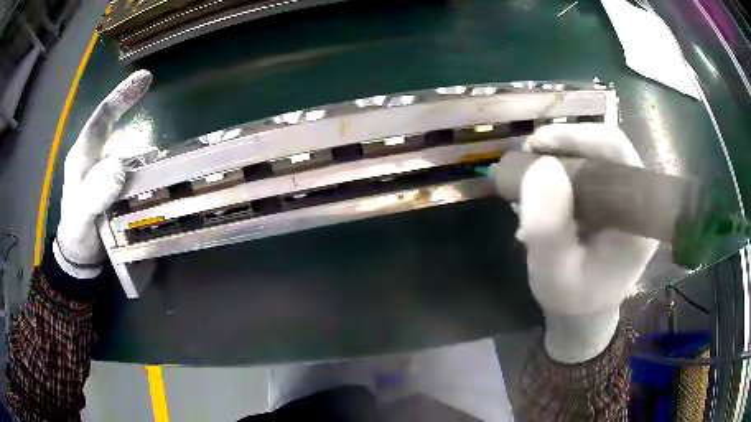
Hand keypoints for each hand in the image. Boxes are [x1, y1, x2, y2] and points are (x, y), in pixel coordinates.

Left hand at [54, 70, 151, 278]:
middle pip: (112, 125)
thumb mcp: (82, 220)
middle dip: (130, 107)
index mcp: (81, 158)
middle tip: (151, 97)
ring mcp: (103, 169)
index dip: (121, 97)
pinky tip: (156, 173)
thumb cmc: (77, 236)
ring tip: (164, 156)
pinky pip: (130, 165)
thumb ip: (94, 195)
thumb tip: (119, 164)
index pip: (100, 120)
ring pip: (124, 146)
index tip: (145, 78)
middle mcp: (92, 157)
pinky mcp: (112, 182)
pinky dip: (144, 165)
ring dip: (143, 146)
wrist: (79, 254)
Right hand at [490, 123, 657, 362]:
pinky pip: (588, 169)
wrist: (581, 311)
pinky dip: (561, 167)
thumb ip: (547, 228)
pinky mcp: (611, 200)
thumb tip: (541, 165)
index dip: (581, 137)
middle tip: (529, 152)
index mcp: (638, 216)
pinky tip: (539, 181)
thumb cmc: (571, 297)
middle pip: (607, 147)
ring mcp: (624, 198)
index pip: (619, 153)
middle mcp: (637, 200)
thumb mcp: (552, 272)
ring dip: (560, 153)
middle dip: (565, 142)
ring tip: (528, 167)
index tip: (539, 144)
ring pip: (596, 155)